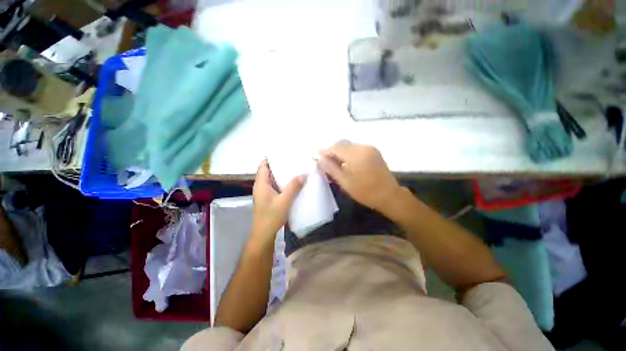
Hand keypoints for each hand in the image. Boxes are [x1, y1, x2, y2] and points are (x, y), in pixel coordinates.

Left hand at [250, 159, 304, 246]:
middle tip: (292, 160)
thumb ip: (294, 187)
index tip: (283, 153)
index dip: (271, 158)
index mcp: (261, 184)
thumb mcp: (284, 201)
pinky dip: (282, 182)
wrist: (264, 234)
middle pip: (268, 171)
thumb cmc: (271, 216)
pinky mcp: (268, 198)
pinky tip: (292, 183)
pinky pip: (275, 186)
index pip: (263, 165)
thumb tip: (303, 174)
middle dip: (279, 165)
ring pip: (272, 179)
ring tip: (294, 169)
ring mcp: (264, 193)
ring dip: (281, 174)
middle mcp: (261, 186)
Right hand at [318, 142, 401, 213]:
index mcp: (355, 154)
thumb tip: (319, 159)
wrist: (389, 195)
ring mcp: (370, 148)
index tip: (316, 156)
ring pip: (349, 146)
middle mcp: (363, 147)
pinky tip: (346, 163)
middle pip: (342, 144)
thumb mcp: (344, 182)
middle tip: (325, 162)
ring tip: (335, 164)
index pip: (335, 148)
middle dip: (332, 152)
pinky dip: (348, 153)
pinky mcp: (374, 151)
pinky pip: (356, 149)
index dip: (324, 151)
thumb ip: (331, 168)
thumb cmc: (365, 191)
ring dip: (340, 152)